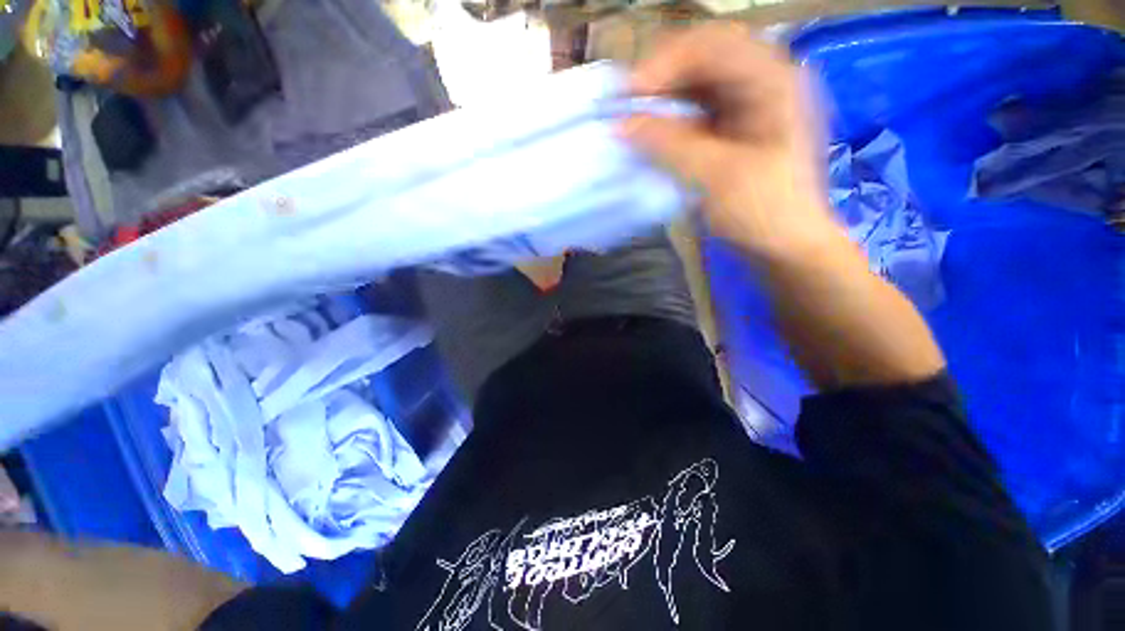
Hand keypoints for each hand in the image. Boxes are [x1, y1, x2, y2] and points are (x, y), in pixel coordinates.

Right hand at [620, 23, 839, 259]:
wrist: (785, 247)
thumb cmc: (763, 212)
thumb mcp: (715, 177)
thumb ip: (668, 145)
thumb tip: (622, 124)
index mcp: (772, 80)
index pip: (711, 46)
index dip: (664, 64)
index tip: (628, 97)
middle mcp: (763, 81)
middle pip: (702, 60)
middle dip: (661, 81)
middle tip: (628, 109)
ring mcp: (750, 106)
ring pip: (696, 87)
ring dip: (663, 103)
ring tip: (636, 123)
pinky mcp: (735, 130)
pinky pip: (696, 113)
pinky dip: (672, 122)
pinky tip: (655, 137)